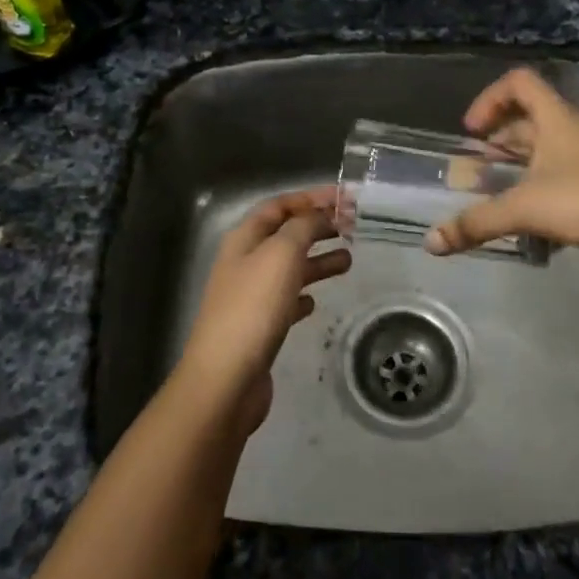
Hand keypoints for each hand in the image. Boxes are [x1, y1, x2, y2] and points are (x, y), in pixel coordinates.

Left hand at [175, 188, 350, 430]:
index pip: (278, 205)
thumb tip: (319, 215)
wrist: (225, 380)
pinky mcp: (257, 329)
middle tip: (352, 228)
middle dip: (317, 227)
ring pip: (287, 268)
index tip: (345, 198)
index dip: (310, 197)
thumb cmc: (254, 308)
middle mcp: (243, 263)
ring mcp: (248, 297)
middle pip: (284, 235)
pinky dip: (302, 295)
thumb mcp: (281, 254)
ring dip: (316, 261)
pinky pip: (283, 302)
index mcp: (244, 239)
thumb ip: (303, 228)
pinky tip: (315, 302)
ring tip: (349, 261)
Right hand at [423, 68, 578, 260]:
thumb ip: (478, 223)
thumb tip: (431, 242)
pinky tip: (540, 216)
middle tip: (479, 167)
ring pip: (551, 146)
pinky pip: (569, 168)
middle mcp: (578, 127)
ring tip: (504, 193)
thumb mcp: (526, 210)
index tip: (472, 131)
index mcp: (557, 118)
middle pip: (531, 117)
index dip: (489, 99)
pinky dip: (546, 182)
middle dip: (501, 140)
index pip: (519, 82)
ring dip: (523, 164)